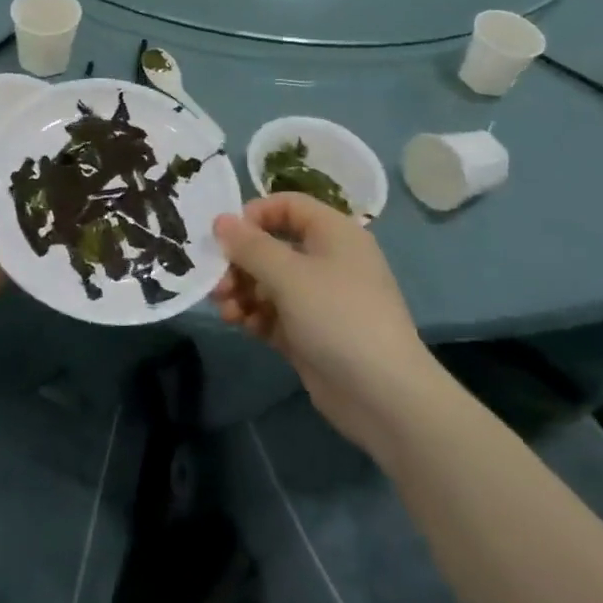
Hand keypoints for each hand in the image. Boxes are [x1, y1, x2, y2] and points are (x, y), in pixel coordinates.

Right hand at [212, 195, 437, 464]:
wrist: (384, 397)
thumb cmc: (337, 317)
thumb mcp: (288, 275)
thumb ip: (250, 245)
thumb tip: (221, 220)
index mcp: (333, 232)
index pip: (287, 205)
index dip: (253, 215)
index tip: (225, 237)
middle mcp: (328, 259)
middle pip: (273, 246)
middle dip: (240, 262)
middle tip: (218, 282)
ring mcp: (320, 298)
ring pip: (270, 282)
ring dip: (243, 291)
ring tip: (225, 310)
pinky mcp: (312, 333)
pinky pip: (275, 313)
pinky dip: (256, 315)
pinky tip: (241, 326)